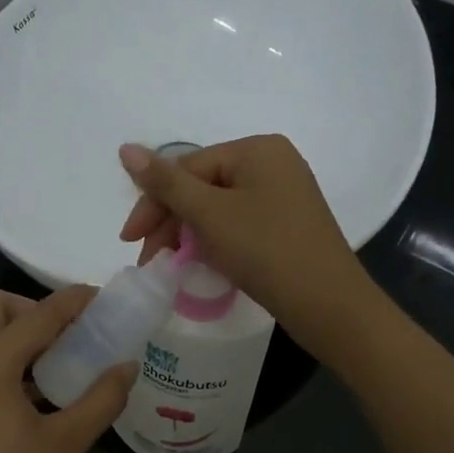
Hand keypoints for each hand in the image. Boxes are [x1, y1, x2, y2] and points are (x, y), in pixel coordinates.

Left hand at [0, 286, 134, 452]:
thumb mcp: (65, 446)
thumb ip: (101, 399)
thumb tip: (127, 366)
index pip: (39, 315)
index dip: (74, 302)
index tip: (101, 298)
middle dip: (29, 309)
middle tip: (64, 338)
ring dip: (6, 332)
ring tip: (45, 366)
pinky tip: (21, 396)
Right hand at [118, 135, 377, 356]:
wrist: (328, 305)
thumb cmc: (266, 250)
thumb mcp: (210, 214)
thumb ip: (165, 183)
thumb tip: (125, 148)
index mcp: (256, 150)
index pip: (187, 167)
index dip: (153, 202)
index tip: (130, 240)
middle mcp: (272, 164)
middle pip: (202, 186)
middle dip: (170, 222)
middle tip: (149, 259)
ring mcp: (283, 196)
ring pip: (218, 208)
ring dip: (188, 235)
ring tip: (171, 266)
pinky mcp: (287, 226)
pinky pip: (238, 224)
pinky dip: (215, 242)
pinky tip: (201, 263)